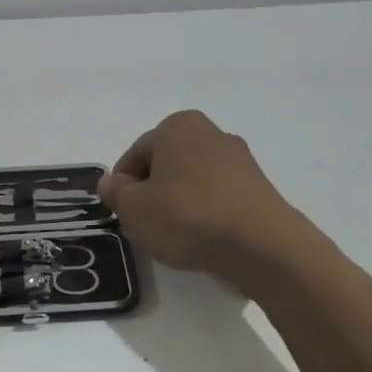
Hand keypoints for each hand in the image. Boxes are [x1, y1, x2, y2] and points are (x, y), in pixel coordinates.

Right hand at [99, 110, 306, 283]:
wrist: (261, 245)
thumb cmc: (188, 216)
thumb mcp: (135, 208)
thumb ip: (116, 193)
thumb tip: (110, 183)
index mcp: (178, 126)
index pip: (136, 153)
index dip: (122, 185)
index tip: (121, 213)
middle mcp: (211, 132)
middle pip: (166, 164)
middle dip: (151, 193)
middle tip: (143, 226)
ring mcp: (239, 159)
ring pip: (192, 181)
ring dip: (178, 204)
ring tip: (173, 237)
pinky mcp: (258, 186)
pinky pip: (218, 196)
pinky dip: (205, 213)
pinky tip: (202, 238)